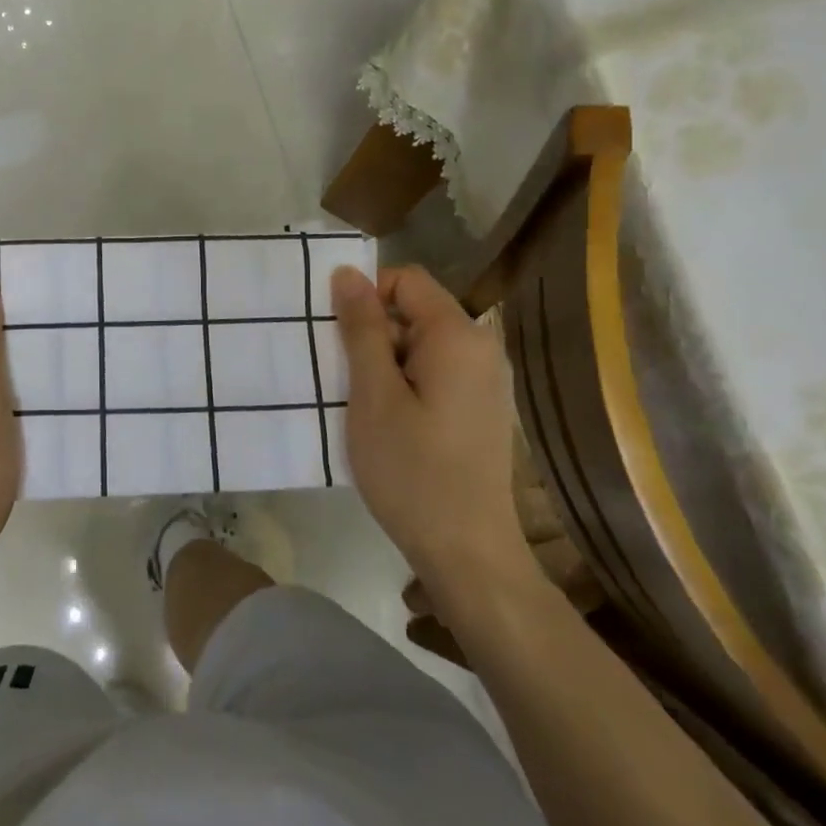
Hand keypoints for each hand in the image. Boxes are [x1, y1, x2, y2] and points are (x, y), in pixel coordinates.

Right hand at [331, 264, 535, 619]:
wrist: (467, 552)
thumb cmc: (412, 470)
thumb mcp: (373, 394)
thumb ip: (361, 328)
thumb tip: (348, 272)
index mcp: (458, 336)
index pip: (406, 280)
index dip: (367, 296)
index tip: (340, 339)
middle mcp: (481, 348)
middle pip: (415, 310)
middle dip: (373, 333)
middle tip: (345, 378)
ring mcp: (485, 380)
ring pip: (420, 344)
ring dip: (384, 362)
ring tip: (362, 404)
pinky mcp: (480, 408)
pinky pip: (435, 372)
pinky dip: (405, 383)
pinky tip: (389, 423)